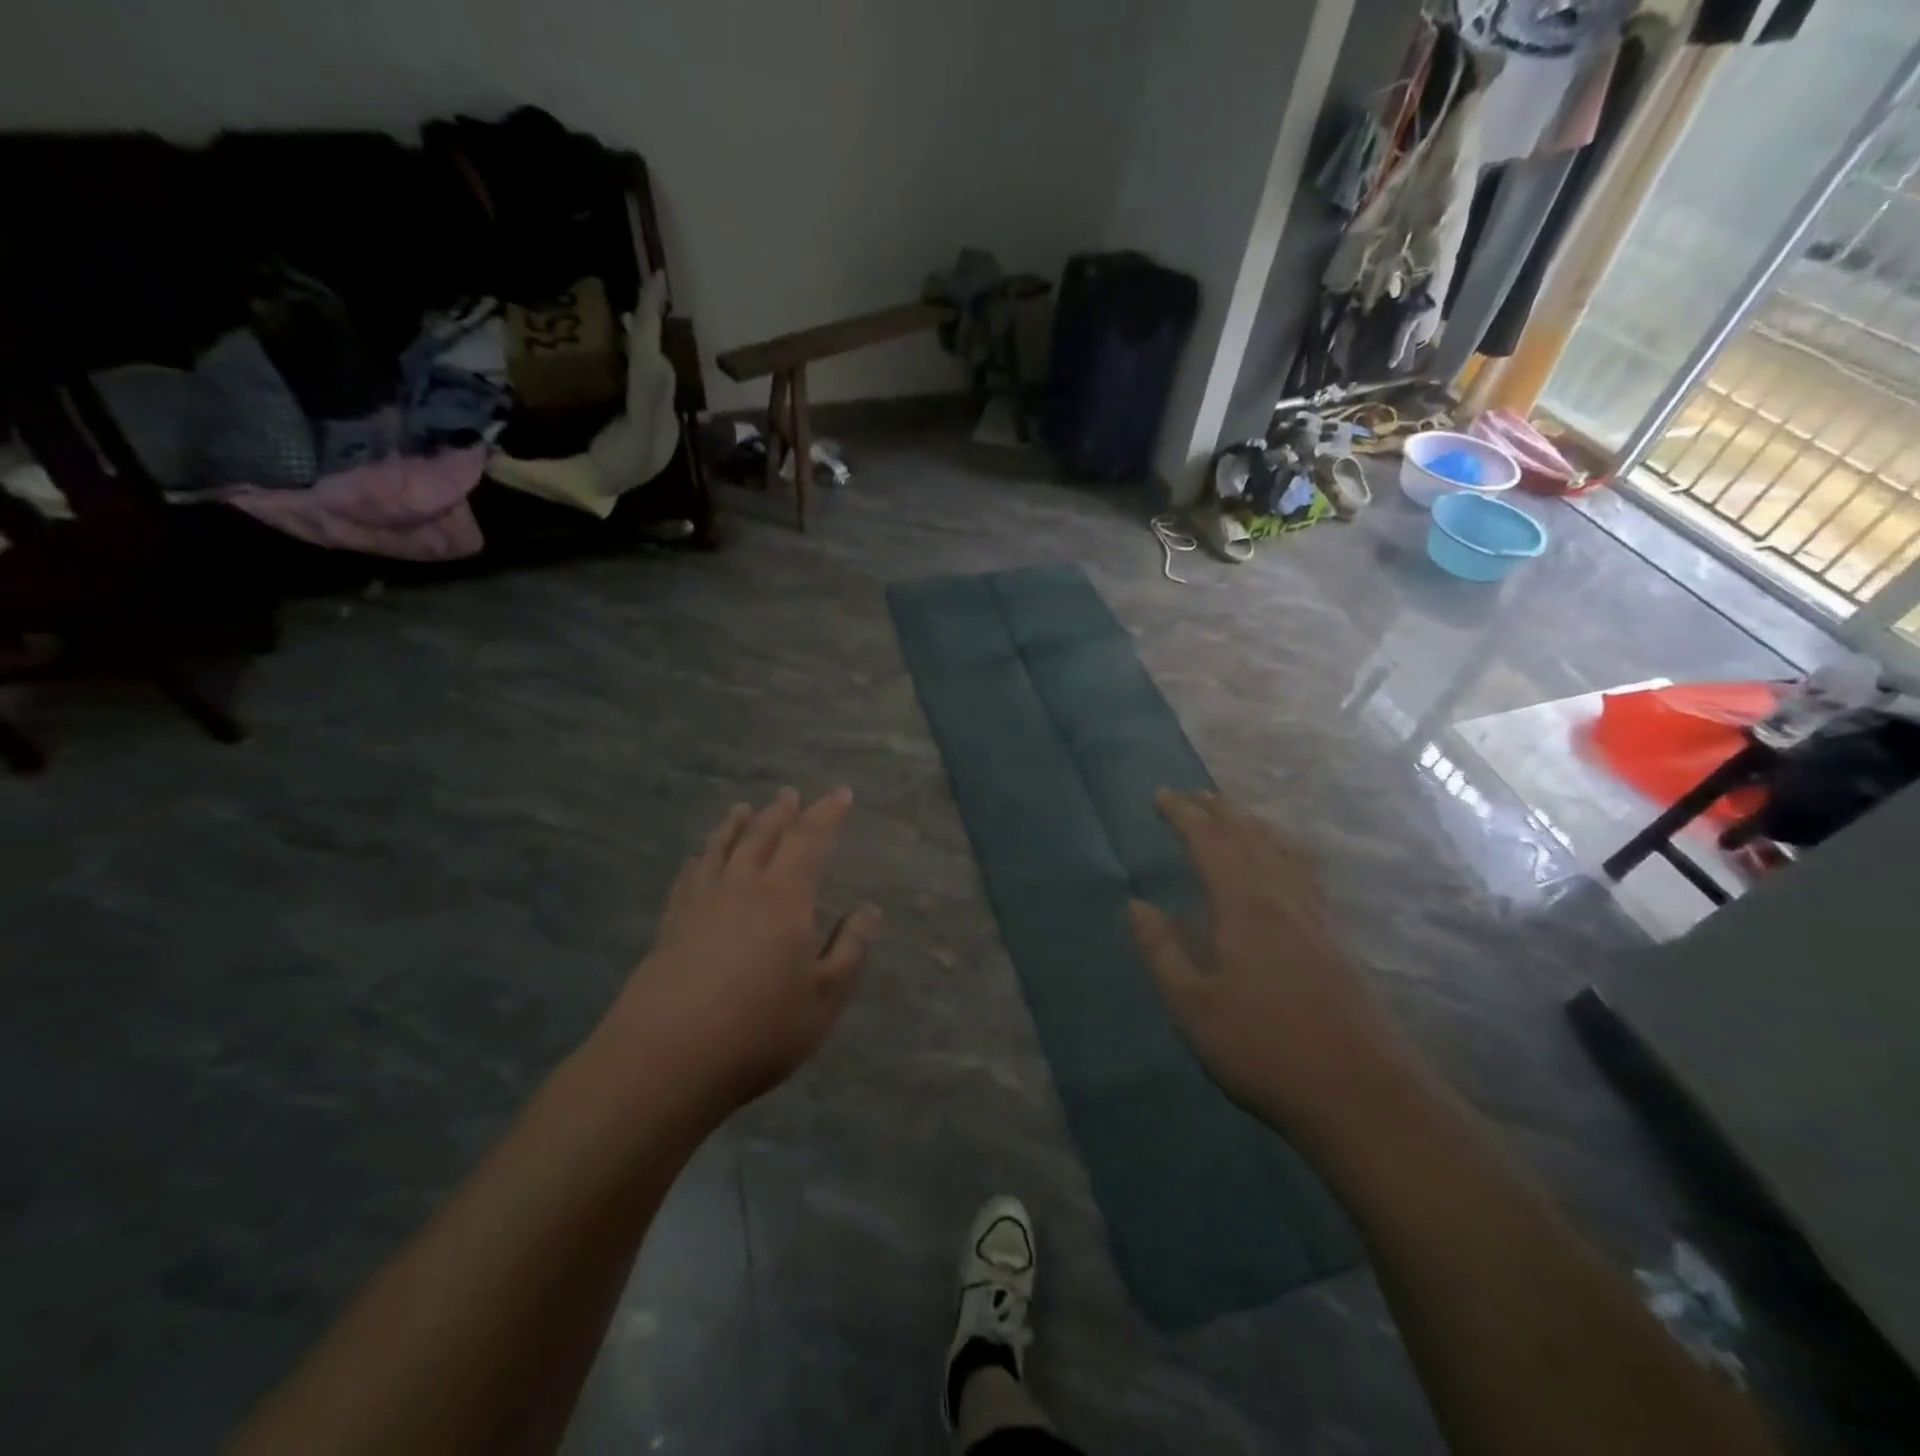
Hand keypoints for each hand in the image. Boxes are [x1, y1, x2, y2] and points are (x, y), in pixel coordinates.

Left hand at [599, 787, 880, 1119]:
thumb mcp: (825, 999)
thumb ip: (850, 950)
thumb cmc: (758, 1032)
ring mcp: (701, 903)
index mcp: (785, 898)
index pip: (810, 840)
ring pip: (721, 848)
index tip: (842, 793)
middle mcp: (742, 887)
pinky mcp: (670, 925)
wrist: (664, 1060)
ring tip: (743, 808)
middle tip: (791, 793)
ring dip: (736, 824)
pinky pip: (688, 877)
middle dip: (782, 811)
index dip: (827, 813)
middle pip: (764, 835)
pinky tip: (697, 857)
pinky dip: (698, 859)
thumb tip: (869, 909)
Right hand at [1129, 789, 1415, 1142]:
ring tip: (1232, 815)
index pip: (1210, 843)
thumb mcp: (1194, 1008)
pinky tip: (1283, 864)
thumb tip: (1138, 905)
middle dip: (1218, 810)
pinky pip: (1302, 872)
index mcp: (1245, 907)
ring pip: (1281, 851)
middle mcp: (1282, 899)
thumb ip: (1163, 952)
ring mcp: (1315, 918)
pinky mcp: (1335, 940)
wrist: (1363, 1096)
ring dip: (1252, 825)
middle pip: (1250, 837)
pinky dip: (1281, 850)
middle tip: (1191, 794)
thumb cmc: (1266, 1051)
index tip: (1161, 795)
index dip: (1184, 815)